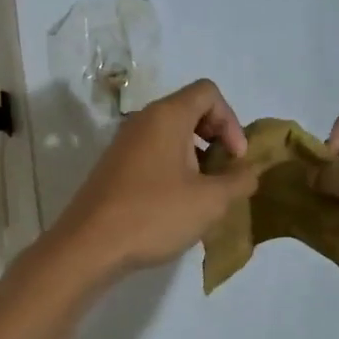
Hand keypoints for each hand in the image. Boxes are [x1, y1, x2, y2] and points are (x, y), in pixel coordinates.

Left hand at [51, 79, 259, 277]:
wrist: (89, 246)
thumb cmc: (154, 215)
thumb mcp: (210, 201)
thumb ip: (239, 181)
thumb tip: (249, 172)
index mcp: (167, 117)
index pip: (208, 92)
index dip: (231, 121)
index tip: (235, 158)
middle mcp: (143, 121)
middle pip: (190, 110)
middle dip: (216, 138)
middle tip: (224, 175)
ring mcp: (125, 144)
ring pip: (171, 134)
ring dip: (196, 157)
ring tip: (205, 194)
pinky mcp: (115, 167)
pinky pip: (154, 154)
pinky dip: (174, 168)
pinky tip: (178, 205)